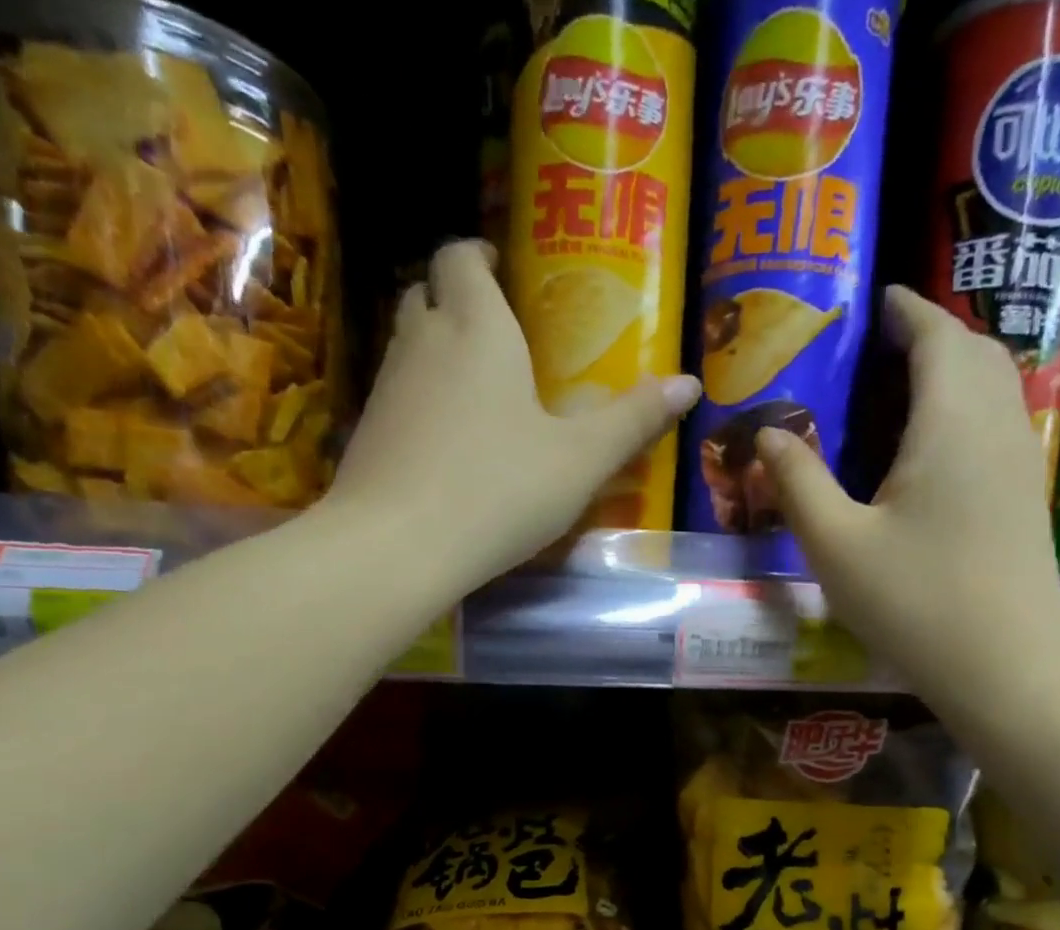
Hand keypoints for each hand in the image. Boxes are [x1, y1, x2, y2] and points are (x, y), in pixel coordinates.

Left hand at [328, 240, 700, 590]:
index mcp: (477, 328)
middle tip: (498, 328)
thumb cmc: (499, 490)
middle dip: (458, 297)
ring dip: (438, 346)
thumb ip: (633, 420)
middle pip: (428, 291)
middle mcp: (423, 341)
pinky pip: (398, 392)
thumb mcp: (580, 461)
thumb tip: (690, 384)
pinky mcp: (368, 431)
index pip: (461, 257)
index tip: (502, 268)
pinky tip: (449, 439)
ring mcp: (387, 386)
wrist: (398, 546)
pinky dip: (422, 396)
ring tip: (480, 385)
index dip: (478, 254)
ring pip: (408, 341)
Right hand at [756, 286, 1059, 706]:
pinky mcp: (1026, 499)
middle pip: (975, 351)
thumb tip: (767, 435)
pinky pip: (1000, 423)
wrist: (1006, 667)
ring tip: (908, 388)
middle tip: (886, 346)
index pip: (936, 335)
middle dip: (934, 334)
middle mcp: (996, 426)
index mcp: (950, 421)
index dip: (907, 310)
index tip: (879, 301)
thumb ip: (798, 484)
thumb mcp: (837, 546)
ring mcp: (1019, 463)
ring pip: (996, 386)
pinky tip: (937, 447)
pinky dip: (970, 407)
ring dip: (956, 370)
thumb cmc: (916, 602)